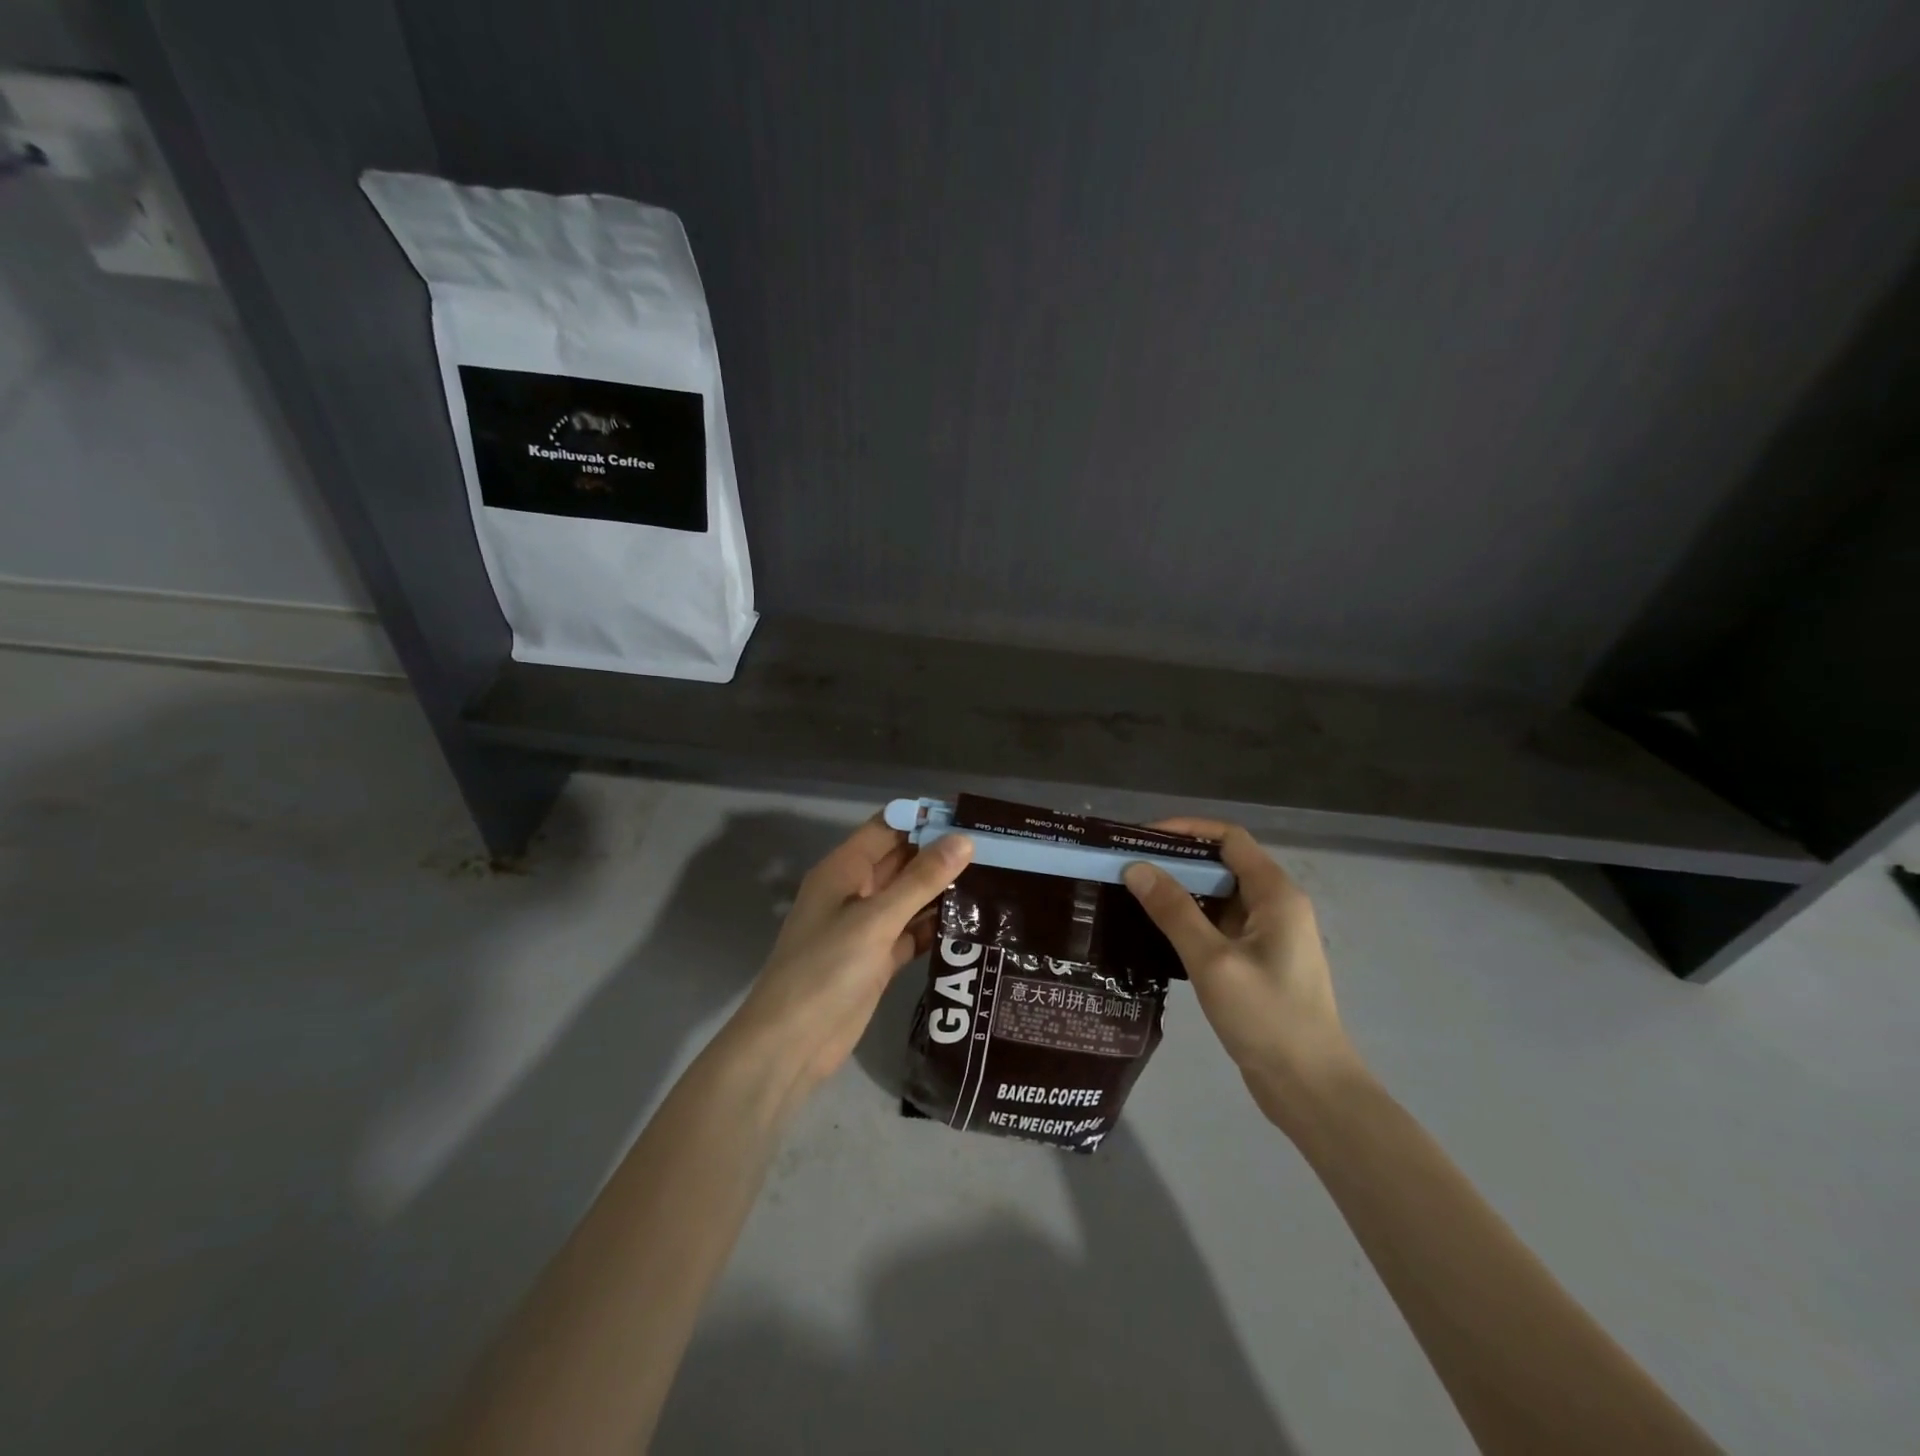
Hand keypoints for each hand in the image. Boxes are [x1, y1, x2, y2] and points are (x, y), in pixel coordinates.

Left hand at [727, 815, 973, 1103]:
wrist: (792, 1044)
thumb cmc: (826, 969)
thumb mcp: (876, 919)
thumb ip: (921, 880)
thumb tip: (964, 840)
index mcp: (844, 869)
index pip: (888, 827)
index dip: (925, 819)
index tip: (972, 817)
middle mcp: (856, 891)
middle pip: (903, 860)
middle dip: (942, 853)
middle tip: (997, 849)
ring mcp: (867, 927)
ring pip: (911, 897)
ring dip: (944, 890)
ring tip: (996, 880)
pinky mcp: (879, 959)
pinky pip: (913, 931)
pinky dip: (937, 926)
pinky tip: (975, 923)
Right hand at [1121, 820, 1359, 1128]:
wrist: (1310, 1088)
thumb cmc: (1267, 1018)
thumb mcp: (1213, 961)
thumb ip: (1174, 911)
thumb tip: (1137, 867)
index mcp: (1276, 894)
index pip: (1229, 838)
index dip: (1186, 829)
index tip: (1142, 838)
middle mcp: (1277, 905)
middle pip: (1223, 864)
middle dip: (1176, 861)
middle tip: (1128, 868)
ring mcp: (1270, 935)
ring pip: (1220, 896)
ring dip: (1181, 891)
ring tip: (1133, 895)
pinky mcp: (1259, 961)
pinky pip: (1221, 925)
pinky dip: (1191, 920)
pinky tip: (1157, 932)